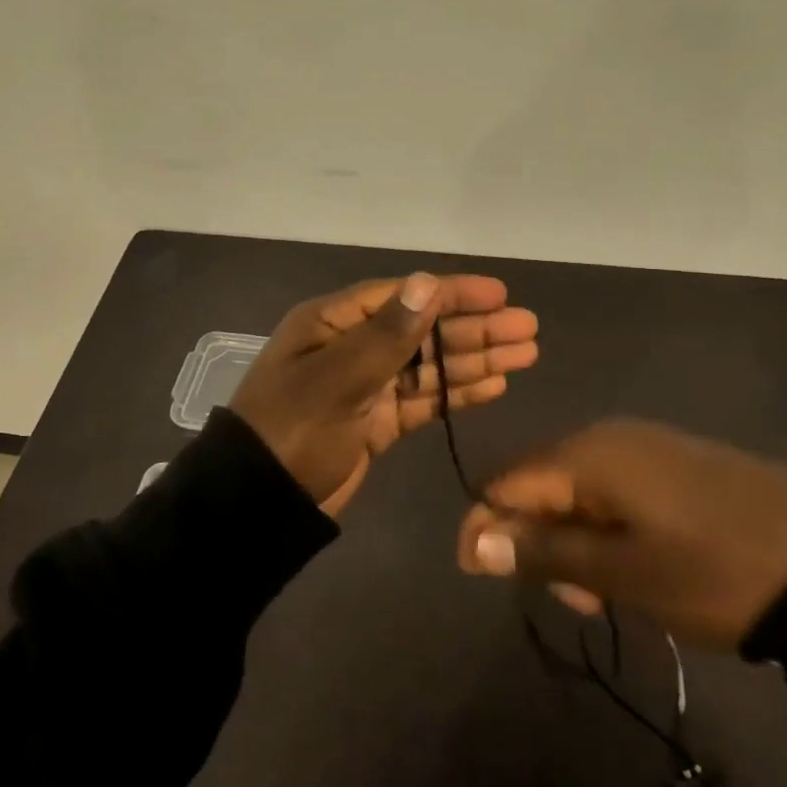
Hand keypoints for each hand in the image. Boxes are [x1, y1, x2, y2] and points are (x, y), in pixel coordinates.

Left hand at [230, 273, 538, 515]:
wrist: (258, 503)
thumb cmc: (292, 429)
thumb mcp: (337, 379)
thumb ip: (387, 335)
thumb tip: (427, 282)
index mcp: (334, 322)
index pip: (404, 297)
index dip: (453, 293)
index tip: (500, 295)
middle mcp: (353, 346)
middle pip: (424, 330)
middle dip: (475, 329)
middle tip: (528, 329)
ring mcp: (366, 385)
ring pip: (430, 365)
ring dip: (475, 359)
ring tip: (524, 354)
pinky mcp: (377, 422)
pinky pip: (424, 399)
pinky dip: (457, 392)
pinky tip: (494, 385)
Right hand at [455, 420, 786, 649]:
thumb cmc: (715, 569)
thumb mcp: (624, 573)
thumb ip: (544, 552)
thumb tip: (475, 539)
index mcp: (587, 454)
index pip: (505, 483)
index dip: (485, 527)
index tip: (477, 577)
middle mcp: (606, 437)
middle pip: (540, 486)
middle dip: (538, 542)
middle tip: (578, 600)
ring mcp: (643, 447)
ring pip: (578, 494)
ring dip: (575, 544)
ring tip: (611, 594)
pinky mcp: (672, 463)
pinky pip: (614, 492)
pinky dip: (607, 532)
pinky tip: (636, 566)